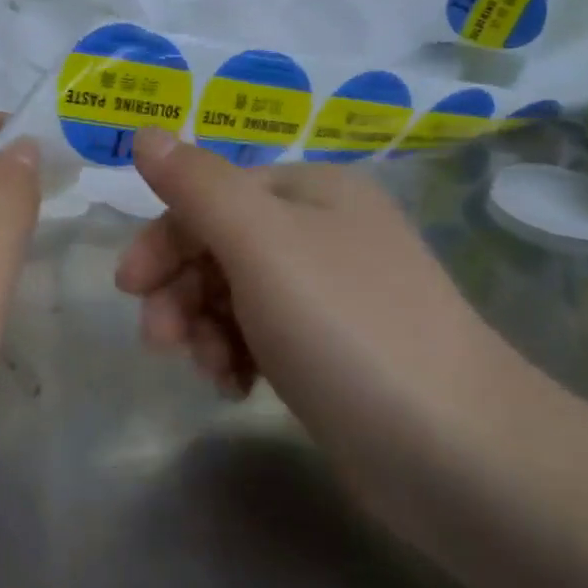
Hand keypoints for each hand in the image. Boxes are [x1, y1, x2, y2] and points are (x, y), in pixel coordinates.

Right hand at [114, 128, 530, 480]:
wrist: (458, 454)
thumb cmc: (346, 328)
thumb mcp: (260, 242)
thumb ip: (195, 184)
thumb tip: (145, 133)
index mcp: (310, 191)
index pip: (210, 195)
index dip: (163, 237)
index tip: (128, 287)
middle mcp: (323, 232)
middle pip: (219, 245)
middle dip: (180, 290)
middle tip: (159, 341)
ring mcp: (332, 294)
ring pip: (235, 294)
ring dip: (204, 327)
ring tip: (209, 370)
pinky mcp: (334, 351)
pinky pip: (262, 335)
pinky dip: (237, 355)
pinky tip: (234, 387)